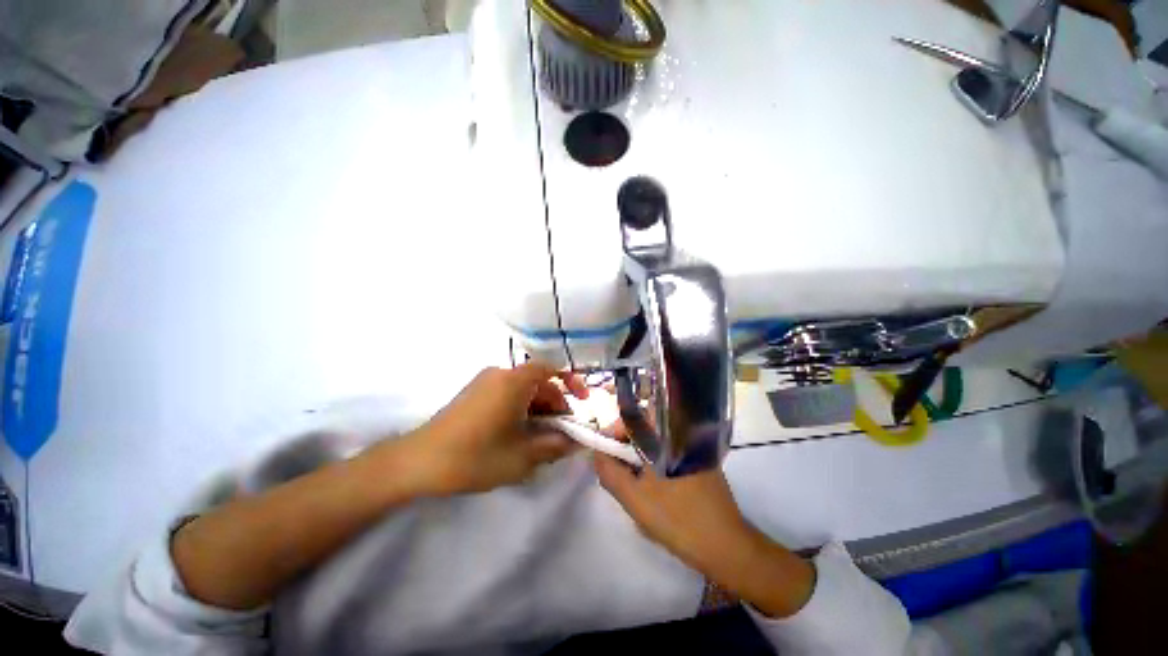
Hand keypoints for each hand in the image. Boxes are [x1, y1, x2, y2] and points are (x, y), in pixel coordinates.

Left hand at [404, 364, 588, 494]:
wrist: (418, 462)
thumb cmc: (475, 456)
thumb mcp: (522, 457)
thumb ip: (555, 446)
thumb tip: (577, 442)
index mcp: (514, 381)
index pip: (552, 369)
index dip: (571, 382)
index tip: (583, 401)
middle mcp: (500, 374)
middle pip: (539, 382)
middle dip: (555, 405)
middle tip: (563, 433)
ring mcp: (485, 382)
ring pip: (523, 390)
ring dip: (539, 409)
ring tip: (542, 439)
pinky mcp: (474, 393)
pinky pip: (508, 394)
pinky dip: (521, 409)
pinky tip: (519, 434)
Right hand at [594, 448, 815, 617]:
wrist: (727, 547)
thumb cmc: (678, 519)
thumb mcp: (635, 499)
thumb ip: (610, 472)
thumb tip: (597, 454)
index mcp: (667, 435)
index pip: (633, 418)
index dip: (614, 432)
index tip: (605, 454)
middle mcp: (682, 433)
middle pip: (644, 429)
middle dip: (626, 448)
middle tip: (618, 473)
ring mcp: (694, 447)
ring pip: (655, 443)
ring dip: (640, 458)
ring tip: (634, 485)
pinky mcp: (700, 462)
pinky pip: (668, 453)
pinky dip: (655, 464)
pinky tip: (654, 489)